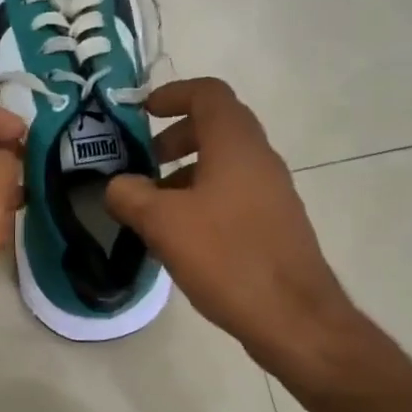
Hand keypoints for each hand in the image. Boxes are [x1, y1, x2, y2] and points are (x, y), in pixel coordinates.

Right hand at [105, 79, 365, 384]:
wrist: (294, 318)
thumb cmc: (227, 257)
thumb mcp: (163, 223)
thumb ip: (130, 195)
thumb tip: (116, 186)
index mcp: (236, 145)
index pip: (208, 93)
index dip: (173, 94)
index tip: (141, 113)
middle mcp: (259, 159)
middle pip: (216, 126)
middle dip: (174, 137)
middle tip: (144, 162)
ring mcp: (272, 192)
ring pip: (224, 163)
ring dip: (186, 172)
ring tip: (153, 207)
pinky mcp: (274, 223)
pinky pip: (233, 193)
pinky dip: (202, 198)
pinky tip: (180, 237)